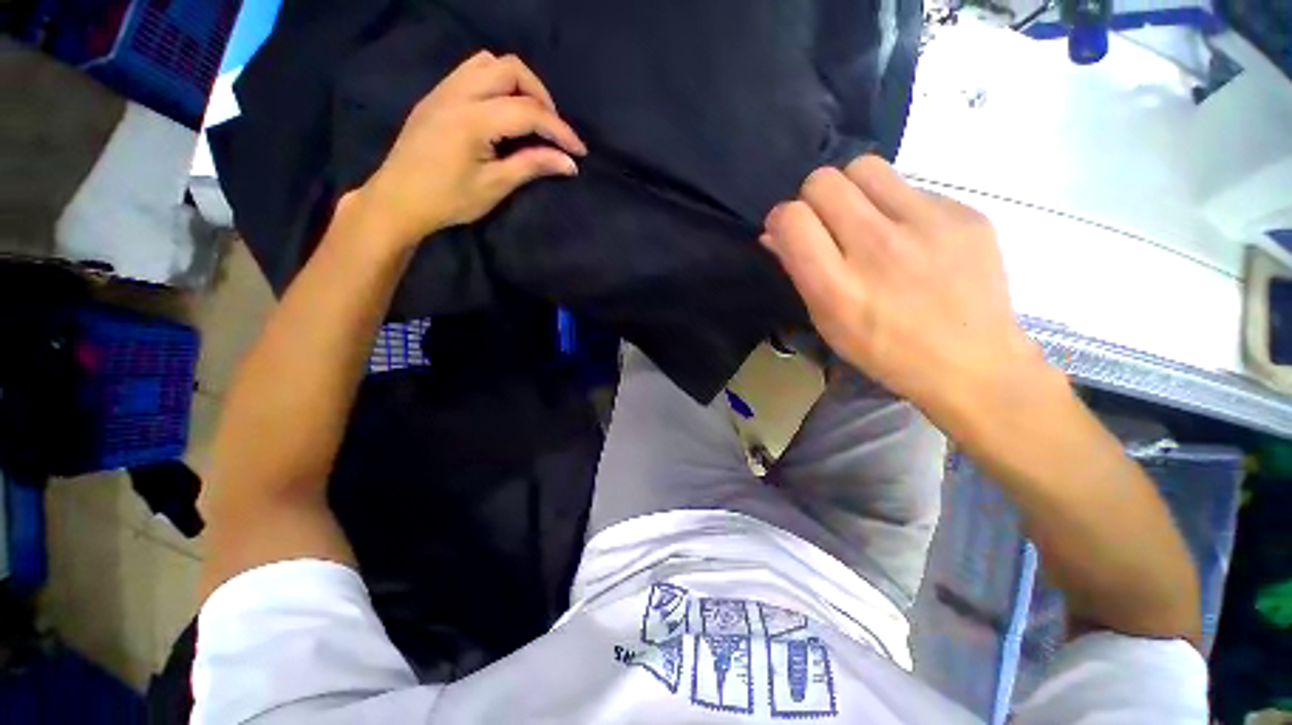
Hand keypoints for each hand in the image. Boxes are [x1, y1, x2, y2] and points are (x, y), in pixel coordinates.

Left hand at [352, 51, 586, 246]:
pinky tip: (502, 111)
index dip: (560, 130)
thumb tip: (569, 163)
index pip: (528, 111)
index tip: (579, 151)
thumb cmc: (448, 200)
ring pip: (489, 63)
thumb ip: (532, 166)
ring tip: (530, 116)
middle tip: (552, 129)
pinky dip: (496, 83)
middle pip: (510, 69)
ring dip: (518, 84)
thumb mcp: (495, 186)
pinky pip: (472, 71)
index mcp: (472, 119)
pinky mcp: (437, 95)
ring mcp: (444, 89)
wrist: (398, 200)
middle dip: (541, 95)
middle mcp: (458, 92)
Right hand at [762, 156, 1042, 422]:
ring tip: (865, 220)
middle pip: (823, 181)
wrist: (973, 363)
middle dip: (812, 199)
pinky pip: (910, 187)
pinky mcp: (965, 213)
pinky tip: (912, 239)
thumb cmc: (884, 351)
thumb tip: (773, 234)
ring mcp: (928, 225)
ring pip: (865, 167)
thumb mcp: (827, 321)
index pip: (792, 219)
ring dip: (852, 190)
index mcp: (838, 287)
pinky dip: (897, 207)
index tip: (790, 231)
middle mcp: (879, 248)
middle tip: (827, 224)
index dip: (782, 219)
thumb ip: (798, 272)